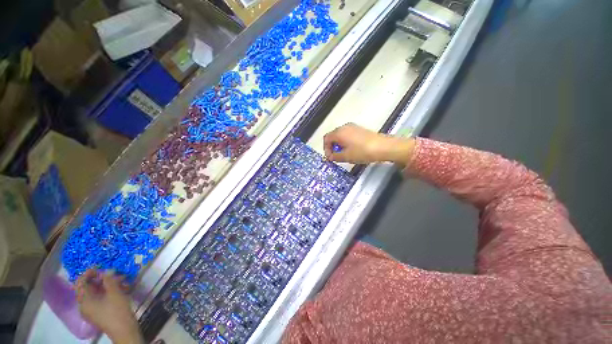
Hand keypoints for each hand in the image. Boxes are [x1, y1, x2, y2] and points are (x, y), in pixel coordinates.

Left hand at [76, 269, 141, 343]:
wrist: (124, 331)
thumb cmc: (117, 311)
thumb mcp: (115, 293)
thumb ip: (109, 280)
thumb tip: (107, 270)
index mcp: (84, 300)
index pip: (80, 282)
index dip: (89, 272)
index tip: (101, 267)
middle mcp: (84, 305)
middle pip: (89, 287)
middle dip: (102, 278)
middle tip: (116, 273)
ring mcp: (92, 310)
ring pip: (97, 292)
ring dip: (108, 284)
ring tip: (123, 280)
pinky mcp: (100, 312)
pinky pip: (101, 298)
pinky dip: (110, 292)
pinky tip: (122, 288)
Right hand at [323, 123, 414, 164]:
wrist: (383, 147)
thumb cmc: (362, 152)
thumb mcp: (346, 157)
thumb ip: (335, 157)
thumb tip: (330, 157)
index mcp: (339, 132)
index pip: (326, 138)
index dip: (326, 149)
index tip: (330, 157)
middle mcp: (344, 127)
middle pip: (333, 136)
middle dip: (332, 147)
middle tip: (335, 156)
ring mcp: (353, 127)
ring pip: (340, 135)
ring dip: (339, 145)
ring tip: (344, 154)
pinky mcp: (360, 129)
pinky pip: (348, 135)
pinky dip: (345, 142)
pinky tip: (352, 150)